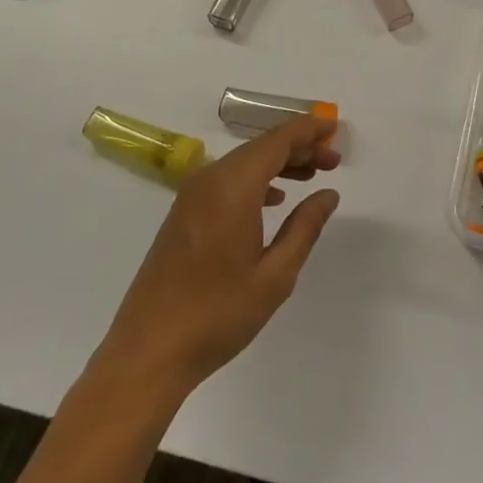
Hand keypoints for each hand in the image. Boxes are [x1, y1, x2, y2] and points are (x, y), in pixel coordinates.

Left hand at [98, 116, 340, 395]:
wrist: (147, 352)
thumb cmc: (217, 314)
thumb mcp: (275, 275)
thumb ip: (304, 227)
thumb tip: (328, 194)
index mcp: (233, 186)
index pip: (278, 140)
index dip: (308, 130)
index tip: (335, 130)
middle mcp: (210, 180)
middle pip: (261, 147)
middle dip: (298, 148)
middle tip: (332, 161)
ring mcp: (191, 196)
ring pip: (244, 162)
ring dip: (278, 163)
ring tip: (311, 176)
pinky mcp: (183, 213)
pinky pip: (227, 179)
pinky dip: (255, 179)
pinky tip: (274, 199)